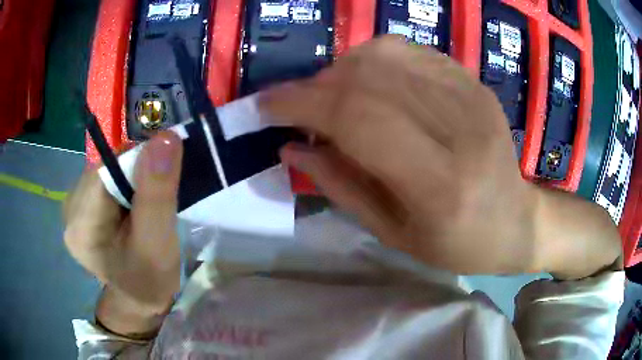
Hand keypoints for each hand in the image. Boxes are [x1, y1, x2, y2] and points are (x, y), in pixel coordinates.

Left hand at [64, 132, 182, 336]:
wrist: (140, 297)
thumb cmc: (150, 279)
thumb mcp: (159, 243)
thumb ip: (157, 193)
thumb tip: (165, 137)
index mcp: (81, 225)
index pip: (110, 170)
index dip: (140, 169)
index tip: (162, 187)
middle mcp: (69, 209)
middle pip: (107, 167)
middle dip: (136, 175)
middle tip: (154, 203)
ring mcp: (73, 205)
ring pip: (108, 168)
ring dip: (132, 178)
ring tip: (143, 208)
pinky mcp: (81, 203)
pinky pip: (105, 177)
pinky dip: (124, 183)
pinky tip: (130, 205)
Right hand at [261, 37, 620, 277]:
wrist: (516, 221)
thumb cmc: (458, 243)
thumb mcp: (393, 234)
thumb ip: (339, 186)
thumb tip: (290, 148)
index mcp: (439, 181)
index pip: (357, 118)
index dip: (301, 103)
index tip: (265, 106)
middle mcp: (459, 126)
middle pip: (367, 78)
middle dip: (315, 86)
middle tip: (296, 107)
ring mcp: (471, 95)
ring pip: (385, 54)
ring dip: (341, 70)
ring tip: (333, 99)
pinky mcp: (473, 82)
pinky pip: (409, 51)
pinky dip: (373, 60)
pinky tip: (369, 84)